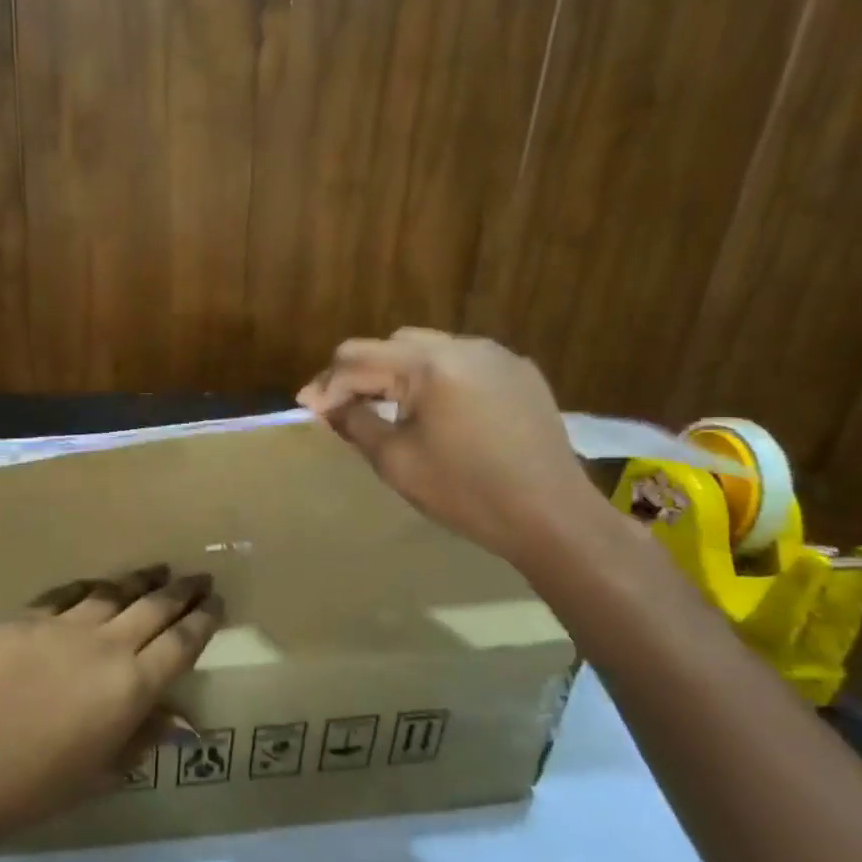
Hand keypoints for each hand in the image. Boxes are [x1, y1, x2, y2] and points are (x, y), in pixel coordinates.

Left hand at [0, 567, 221, 842]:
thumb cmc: (40, 786)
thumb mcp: (105, 770)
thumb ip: (145, 736)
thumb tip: (184, 724)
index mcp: (131, 686)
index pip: (181, 642)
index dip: (203, 620)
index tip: (216, 603)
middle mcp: (104, 646)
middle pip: (154, 608)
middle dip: (182, 591)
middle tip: (199, 578)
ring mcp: (62, 626)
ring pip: (112, 593)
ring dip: (139, 581)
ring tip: (157, 571)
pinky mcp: (24, 619)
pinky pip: (64, 595)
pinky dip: (87, 590)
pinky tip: (97, 586)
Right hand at [297, 328, 599, 565]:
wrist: (553, 517)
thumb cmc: (466, 492)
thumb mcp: (396, 461)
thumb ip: (356, 422)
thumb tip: (328, 404)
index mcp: (430, 364)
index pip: (358, 356)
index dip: (327, 383)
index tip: (307, 410)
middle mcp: (465, 345)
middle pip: (392, 344)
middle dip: (361, 374)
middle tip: (342, 410)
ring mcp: (498, 356)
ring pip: (428, 351)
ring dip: (398, 375)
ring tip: (384, 410)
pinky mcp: (521, 374)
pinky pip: (462, 365)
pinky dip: (435, 381)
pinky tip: (434, 414)